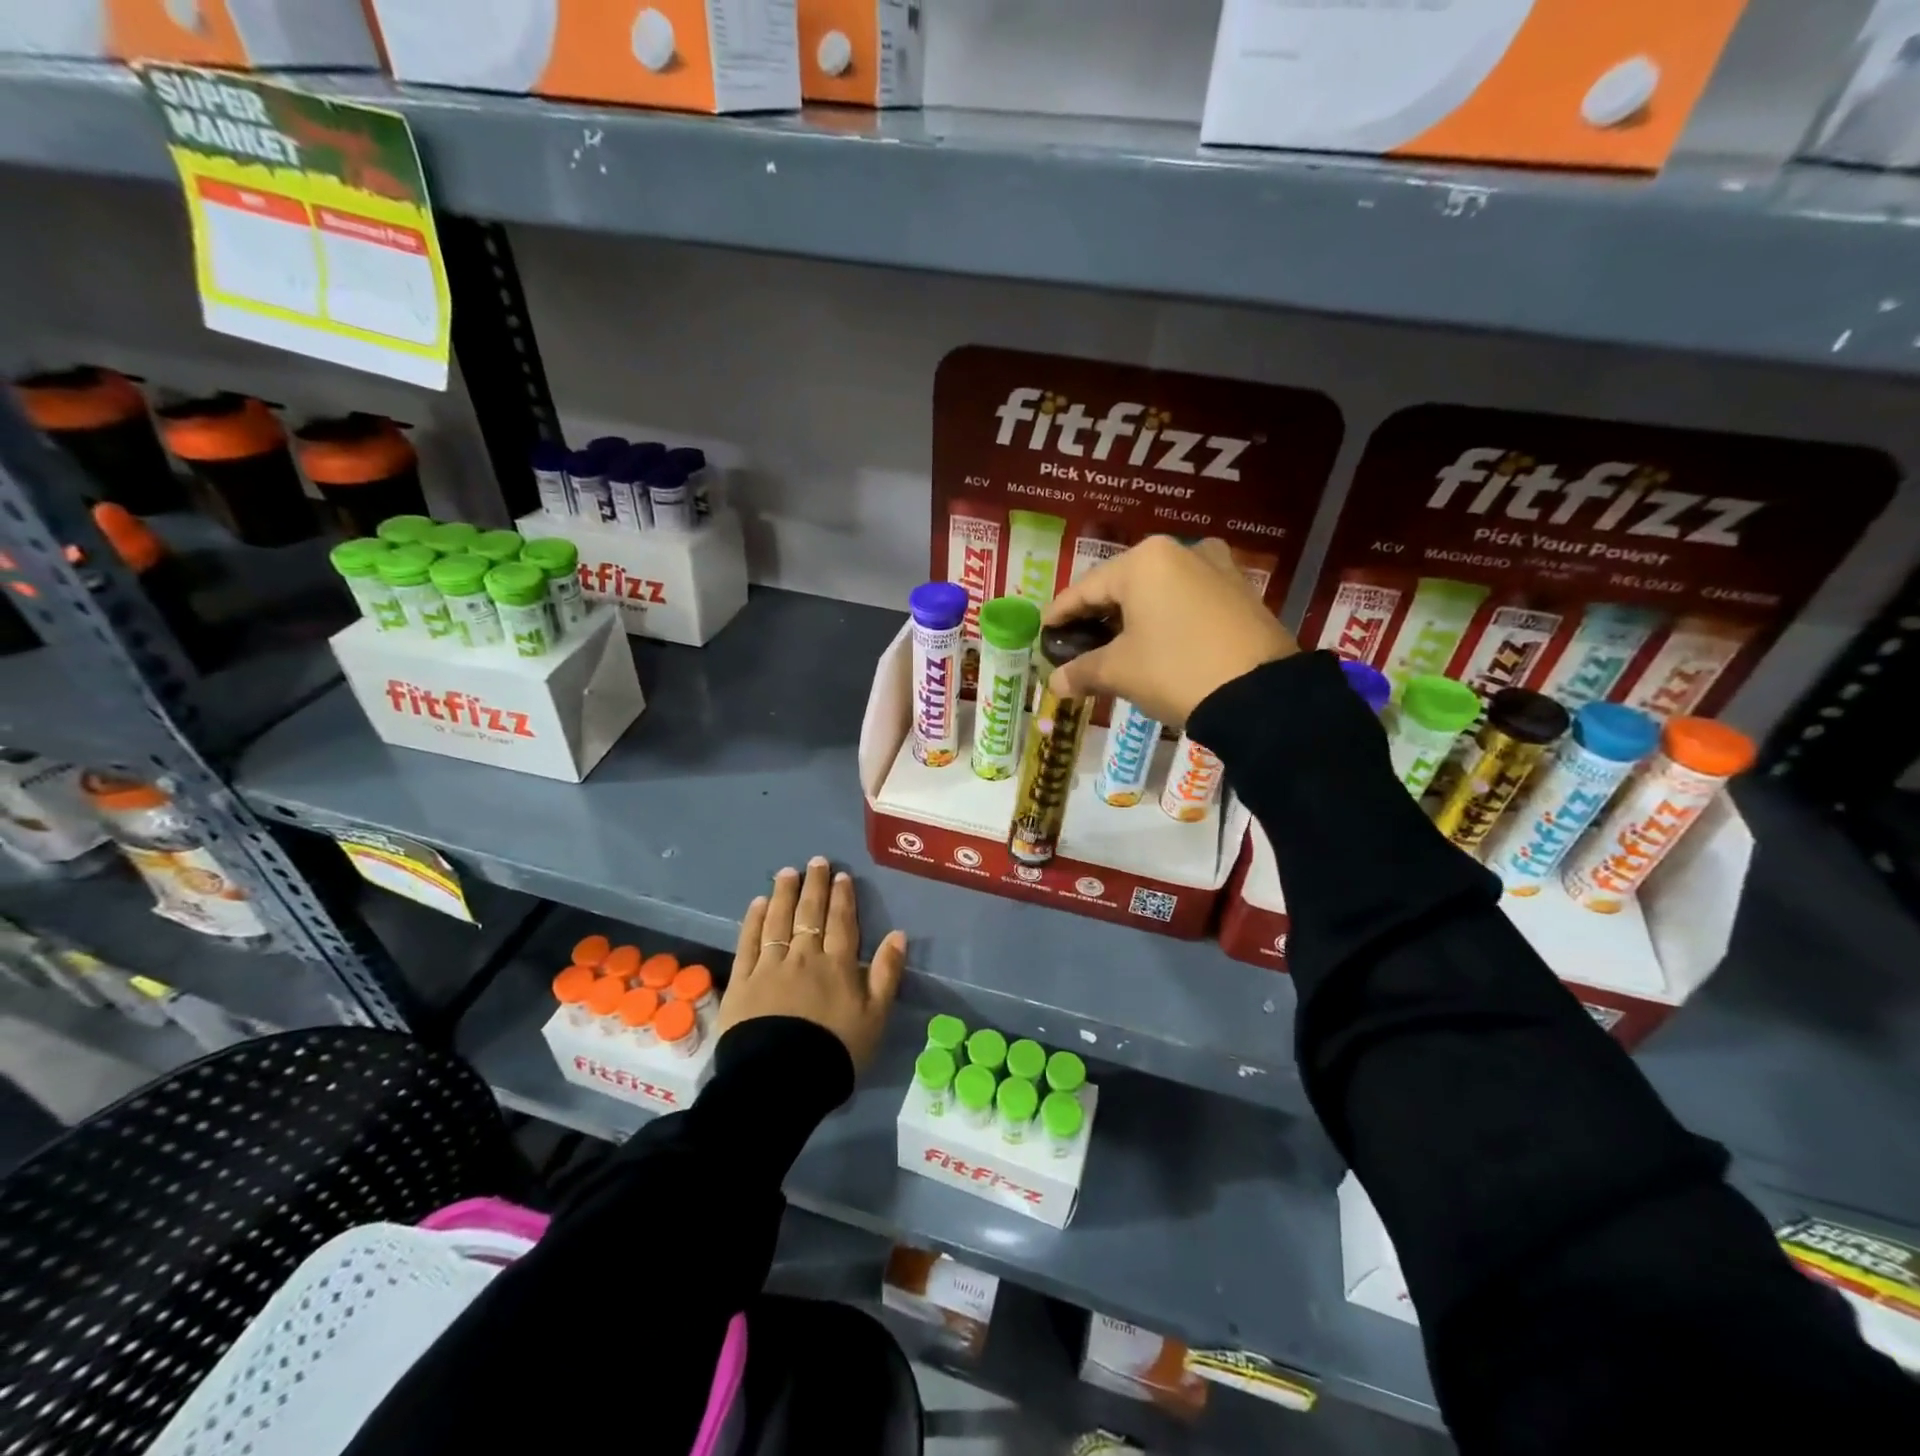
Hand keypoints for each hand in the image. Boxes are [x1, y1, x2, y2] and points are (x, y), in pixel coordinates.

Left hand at [721, 857, 905, 1072]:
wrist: (781, 1079)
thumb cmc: (835, 1051)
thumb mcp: (876, 1016)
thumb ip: (887, 973)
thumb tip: (898, 934)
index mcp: (838, 964)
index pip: (841, 922)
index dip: (842, 897)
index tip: (841, 875)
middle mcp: (804, 956)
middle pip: (809, 913)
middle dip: (815, 885)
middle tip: (816, 862)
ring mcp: (770, 966)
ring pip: (778, 920)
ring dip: (784, 894)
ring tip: (787, 873)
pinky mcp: (743, 981)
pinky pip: (749, 942)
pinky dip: (753, 920)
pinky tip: (757, 904)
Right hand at [1043, 536, 1297, 724]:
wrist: (1261, 696)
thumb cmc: (1176, 670)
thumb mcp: (1120, 672)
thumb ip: (1082, 671)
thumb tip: (1054, 683)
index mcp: (1145, 560)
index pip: (1087, 588)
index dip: (1061, 612)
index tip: (1044, 629)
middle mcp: (1182, 551)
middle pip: (1124, 585)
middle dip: (1099, 614)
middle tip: (1078, 640)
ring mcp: (1217, 568)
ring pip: (1159, 590)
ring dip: (1134, 615)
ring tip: (1116, 643)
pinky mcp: (1241, 591)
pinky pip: (1189, 599)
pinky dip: (1166, 617)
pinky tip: (1157, 641)